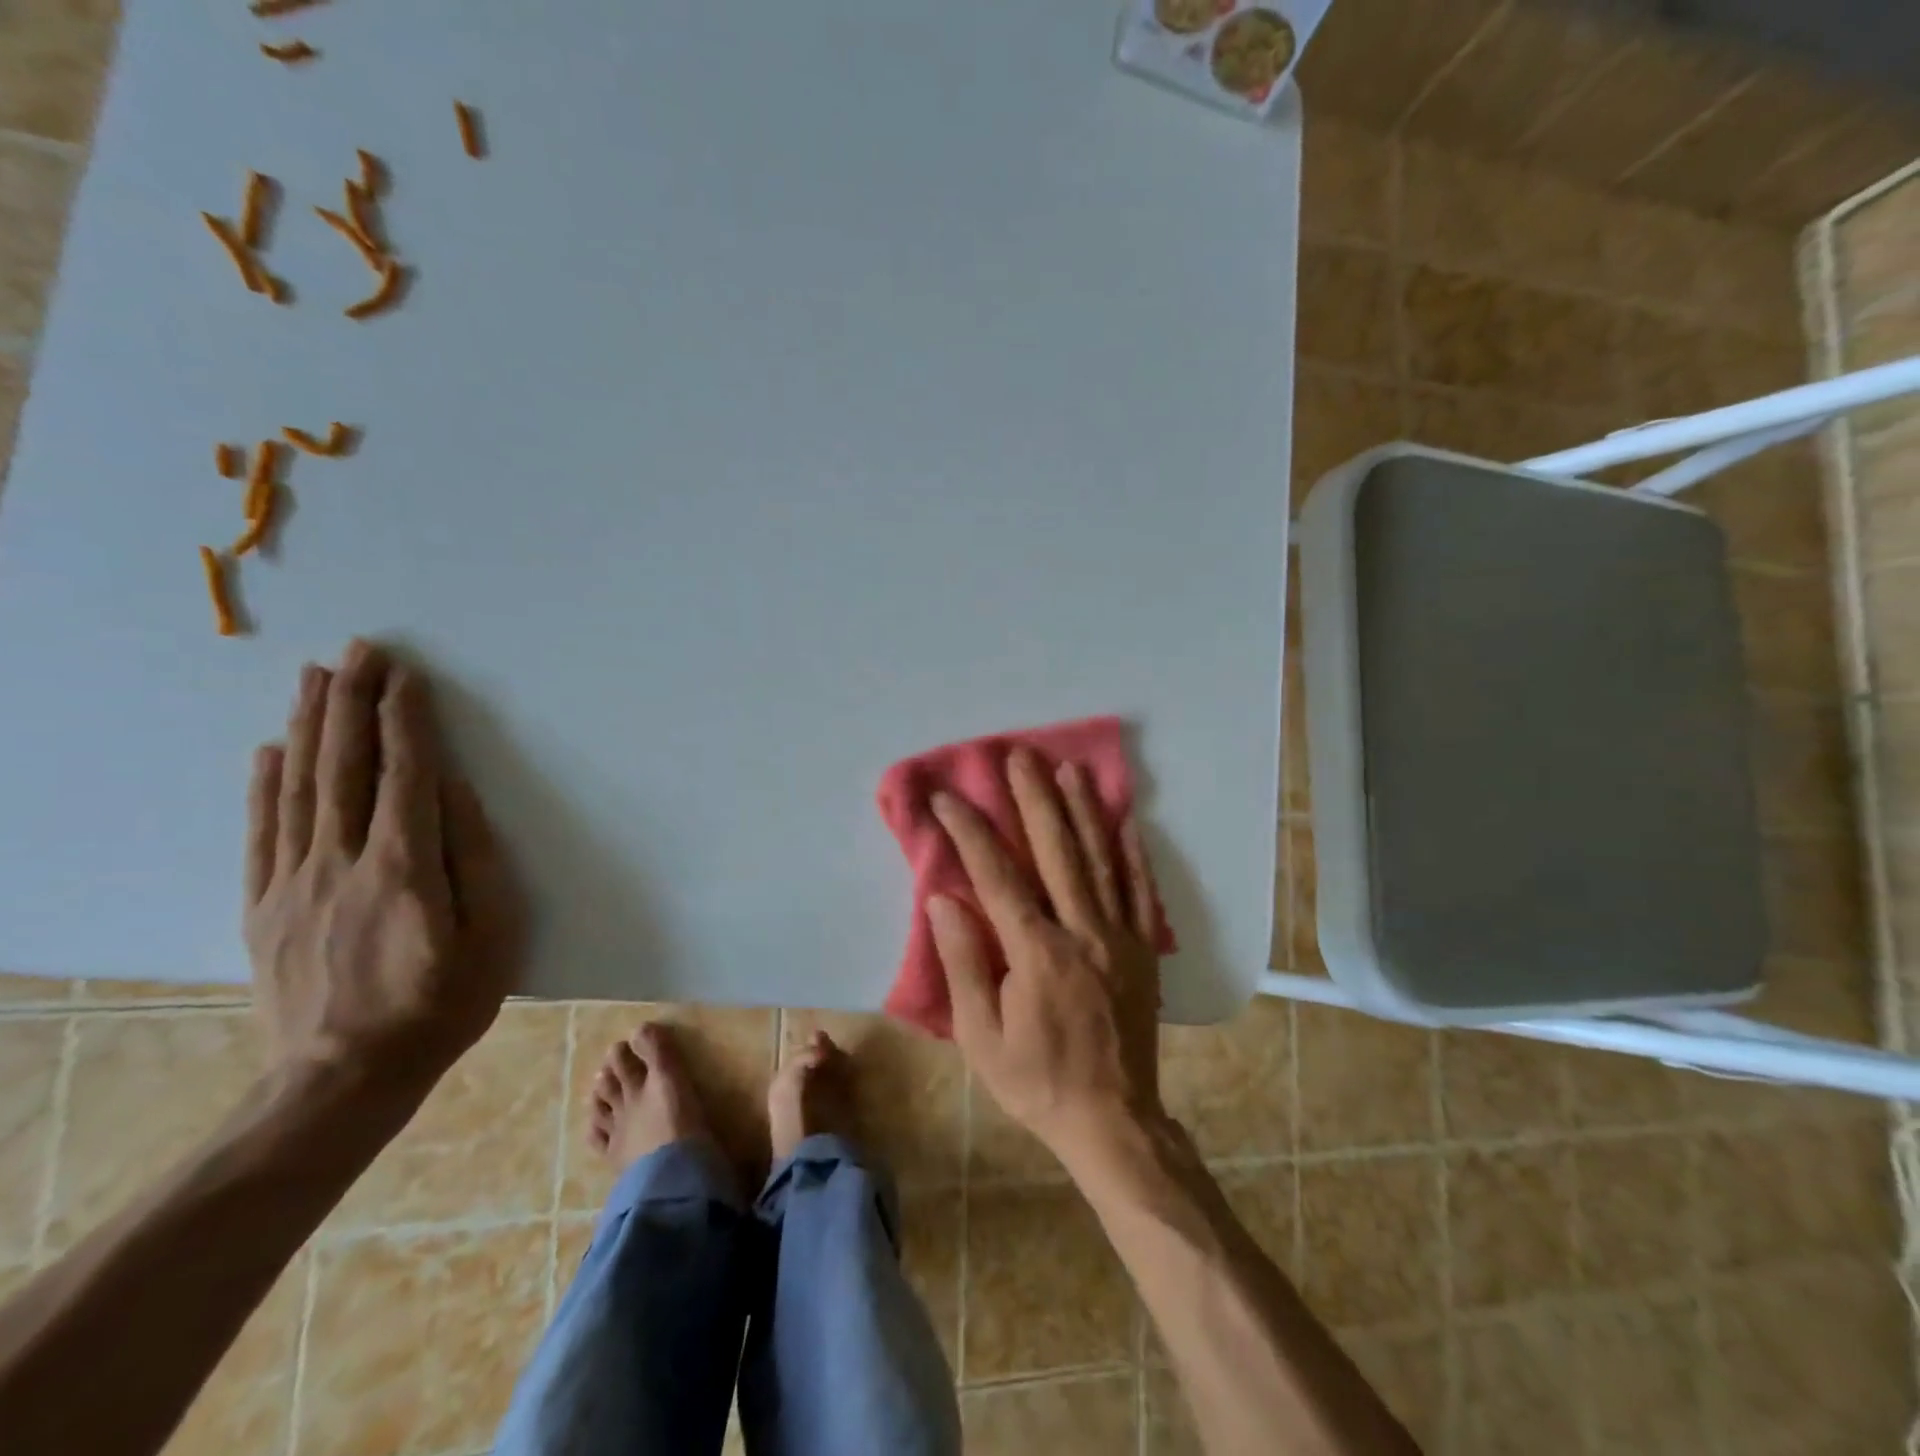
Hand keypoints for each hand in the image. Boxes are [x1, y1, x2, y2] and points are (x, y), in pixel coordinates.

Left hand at [244, 640, 524, 1098]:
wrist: (345, 1078)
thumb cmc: (443, 1003)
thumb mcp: (494, 934)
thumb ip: (475, 857)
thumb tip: (453, 792)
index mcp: (404, 866)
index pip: (404, 773)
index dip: (405, 720)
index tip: (406, 675)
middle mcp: (340, 860)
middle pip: (344, 766)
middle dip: (353, 702)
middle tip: (359, 651)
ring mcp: (293, 882)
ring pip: (297, 787)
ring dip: (308, 726)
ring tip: (314, 678)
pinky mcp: (263, 907)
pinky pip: (261, 833)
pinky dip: (263, 785)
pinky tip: (268, 751)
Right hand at [928, 746, 1166, 1161]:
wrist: (1113, 1121)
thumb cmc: (1037, 1081)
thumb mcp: (981, 1036)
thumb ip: (963, 963)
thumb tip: (944, 899)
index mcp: (1037, 952)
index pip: (997, 876)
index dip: (971, 832)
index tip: (948, 798)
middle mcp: (1082, 931)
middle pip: (1056, 851)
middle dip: (1034, 799)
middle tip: (1019, 756)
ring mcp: (1119, 937)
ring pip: (1100, 860)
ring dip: (1082, 810)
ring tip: (1069, 769)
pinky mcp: (1142, 949)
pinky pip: (1139, 890)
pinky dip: (1132, 851)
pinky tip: (1126, 820)